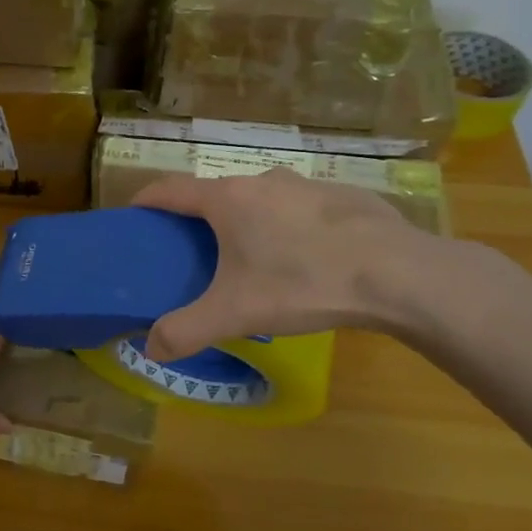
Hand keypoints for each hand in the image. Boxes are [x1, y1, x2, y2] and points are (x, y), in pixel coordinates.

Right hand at [132, 168, 447, 360]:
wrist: (398, 274)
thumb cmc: (302, 283)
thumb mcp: (235, 313)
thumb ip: (186, 331)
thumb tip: (151, 349)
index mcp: (227, 200)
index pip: (170, 189)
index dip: (146, 200)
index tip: (133, 214)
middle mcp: (261, 180)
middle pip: (216, 194)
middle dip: (200, 218)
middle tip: (195, 251)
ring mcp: (306, 184)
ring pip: (261, 199)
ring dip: (248, 220)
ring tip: (254, 257)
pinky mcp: (343, 195)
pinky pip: (301, 208)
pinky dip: (291, 226)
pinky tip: (308, 258)